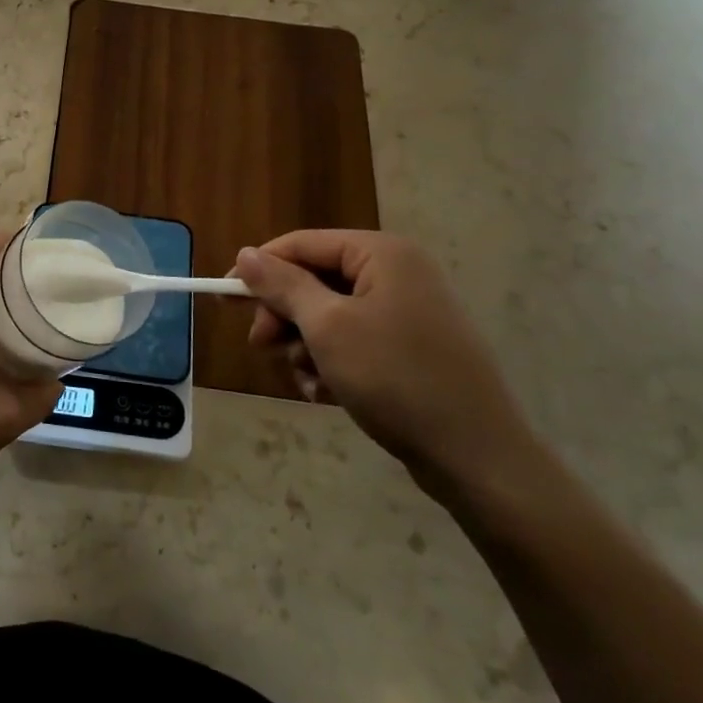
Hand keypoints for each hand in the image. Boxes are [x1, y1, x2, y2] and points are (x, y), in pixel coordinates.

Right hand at [232, 231, 541, 499]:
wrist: (478, 458)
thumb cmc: (396, 378)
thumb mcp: (327, 328)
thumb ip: (282, 286)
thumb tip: (244, 254)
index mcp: (381, 254)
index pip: (302, 244)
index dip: (259, 268)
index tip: (224, 297)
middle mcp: (397, 272)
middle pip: (314, 280)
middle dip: (285, 315)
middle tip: (262, 346)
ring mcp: (407, 311)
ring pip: (329, 315)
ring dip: (306, 345)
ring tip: (309, 379)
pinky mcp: (411, 348)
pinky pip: (354, 341)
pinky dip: (332, 363)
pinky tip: (328, 394)